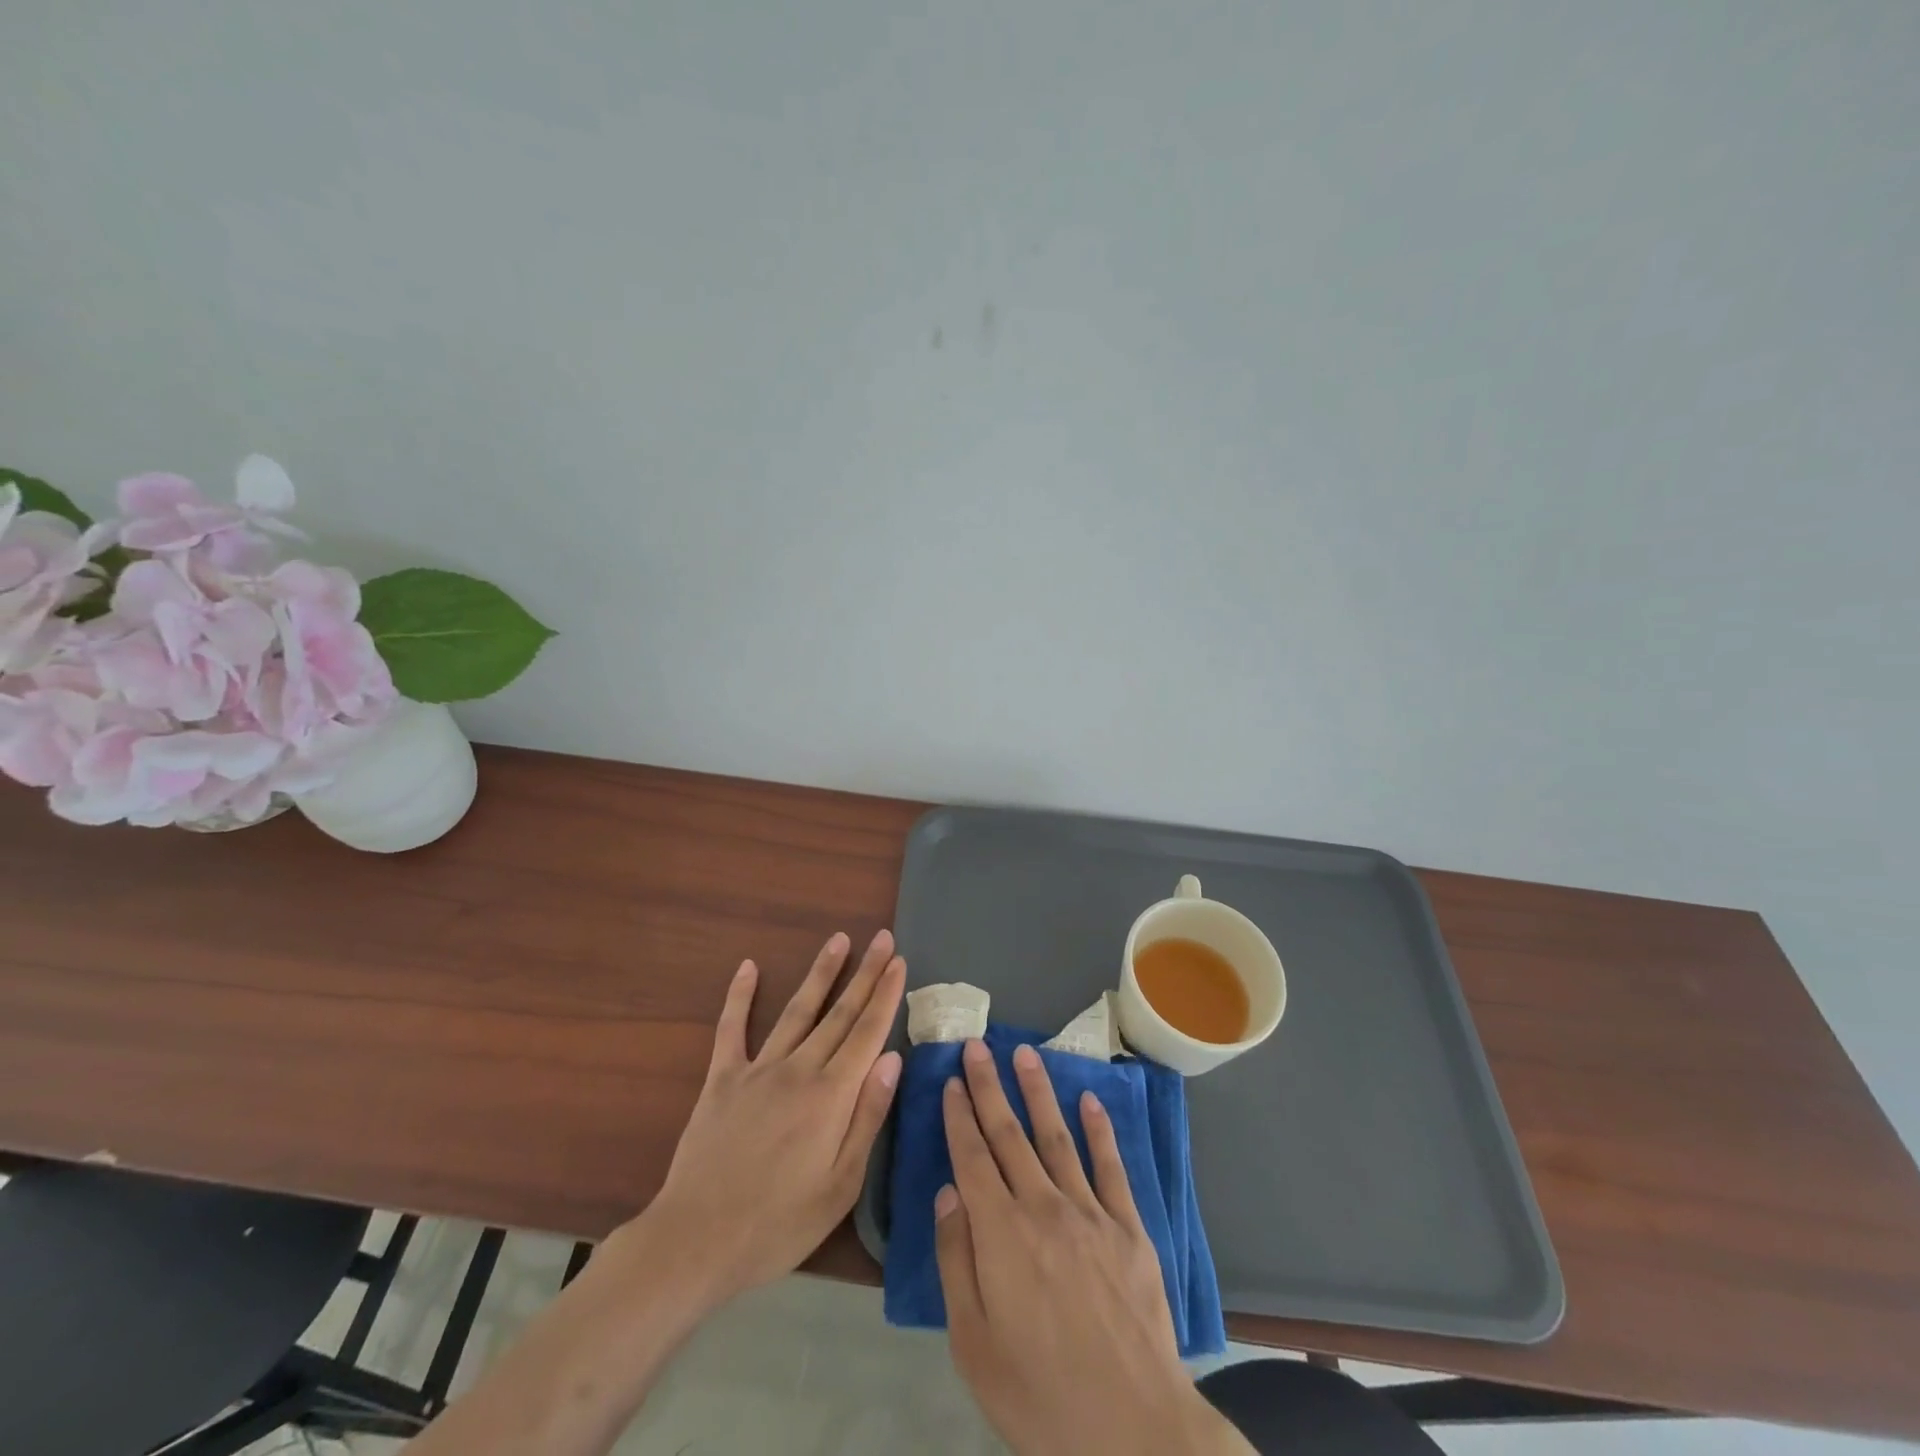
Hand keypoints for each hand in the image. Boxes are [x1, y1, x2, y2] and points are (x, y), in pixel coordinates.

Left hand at [639, 929, 905, 1302]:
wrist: (696, 1240)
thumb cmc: (778, 1223)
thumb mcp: (840, 1185)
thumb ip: (868, 1117)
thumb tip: (892, 1058)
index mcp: (831, 1096)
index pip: (867, 1032)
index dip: (886, 995)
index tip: (900, 961)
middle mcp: (799, 1069)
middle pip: (839, 1013)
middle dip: (865, 973)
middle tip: (882, 938)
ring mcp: (758, 1069)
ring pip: (797, 1010)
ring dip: (820, 973)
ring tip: (839, 940)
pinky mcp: (722, 1078)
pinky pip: (732, 1028)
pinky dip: (739, 996)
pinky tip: (748, 966)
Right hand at [937, 1040, 1252, 1455]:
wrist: (1134, 1430)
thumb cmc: (1041, 1395)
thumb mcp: (974, 1344)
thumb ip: (956, 1261)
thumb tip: (948, 1193)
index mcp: (1001, 1234)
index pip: (972, 1157)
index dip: (959, 1116)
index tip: (950, 1081)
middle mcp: (1043, 1207)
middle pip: (1009, 1134)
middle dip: (989, 1087)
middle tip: (977, 1046)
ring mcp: (1090, 1212)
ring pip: (1056, 1137)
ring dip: (1038, 1092)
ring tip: (1024, 1054)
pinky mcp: (1129, 1228)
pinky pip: (1111, 1167)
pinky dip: (1100, 1130)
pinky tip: (1090, 1101)